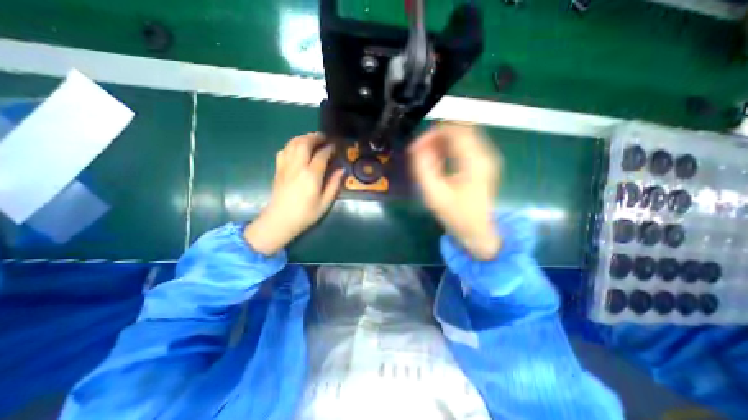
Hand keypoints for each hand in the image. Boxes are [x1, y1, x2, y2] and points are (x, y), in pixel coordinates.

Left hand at [245, 133, 344, 254]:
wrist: (280, 221)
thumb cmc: (305, 214)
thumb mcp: (325, 202)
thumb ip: (334, 184)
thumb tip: (342, 170)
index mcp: (311, 175)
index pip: (321, 155)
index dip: (329, 148)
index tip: (335, 146)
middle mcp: (297, 167)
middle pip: (304, 143)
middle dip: (315, 137)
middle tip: (324, 138)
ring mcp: (285, 166)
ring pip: (292, 144)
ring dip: (303, 138)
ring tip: (312, 139)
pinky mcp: (278, 169)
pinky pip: (283, 151)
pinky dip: (291, 145)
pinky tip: (297, 149)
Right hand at [409, 123, 501, 259]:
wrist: (477, 231)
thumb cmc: (456, 215)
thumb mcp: (434, 194)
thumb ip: (423, 168)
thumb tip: (416, 148)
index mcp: (474, 161)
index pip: (454, 131)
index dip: (432, 133)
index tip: (416, 147)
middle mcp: (485, 154)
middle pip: (460, 129)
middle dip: (436, 135)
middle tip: (420, 150)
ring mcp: (487, 158)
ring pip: (463, 135)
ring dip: (442, 140)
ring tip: (427, 155)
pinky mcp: (484, 163)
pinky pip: (465, 145)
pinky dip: (449, 146)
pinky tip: (439, 159)